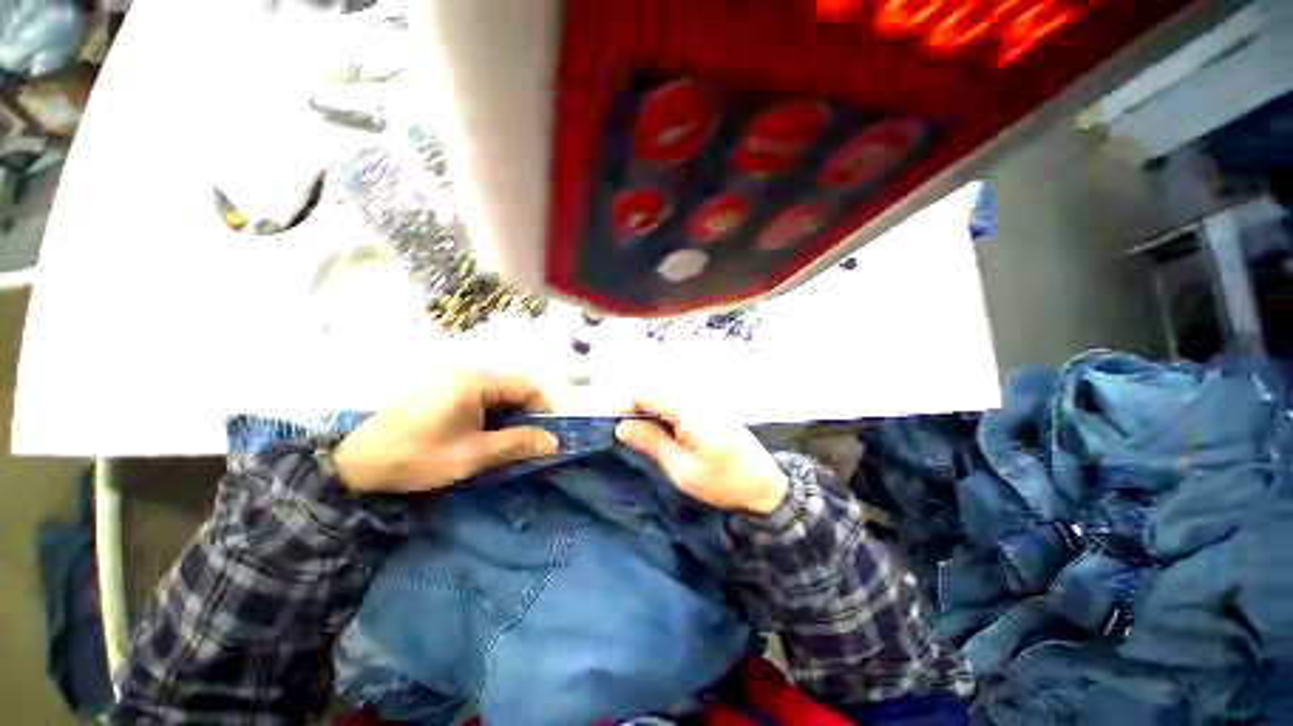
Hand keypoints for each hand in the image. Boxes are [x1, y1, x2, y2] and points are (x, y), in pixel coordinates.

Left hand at [333, 370, 559, 492]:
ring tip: (509, 438)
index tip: (550, 431)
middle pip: (511, 385)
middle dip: (527, 411)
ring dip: (509, 412)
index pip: (526, 385)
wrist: (355, 463)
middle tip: (531, 439)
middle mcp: (465, 371)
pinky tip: (484, 431)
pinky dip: (490, 411)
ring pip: (496, 390)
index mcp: (475, 382)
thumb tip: (554, 442)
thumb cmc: (418, 457)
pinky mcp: (438, 387)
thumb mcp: (473, 455)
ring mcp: (449, 378)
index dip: (544, 407)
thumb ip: (517, 444)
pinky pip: (477, 393)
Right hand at [615, 397, 787, 514]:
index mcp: (692, 413)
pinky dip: (665, 412)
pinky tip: (665, 432)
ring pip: (666, 394)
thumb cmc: (723, 484)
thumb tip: (621, 427)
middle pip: (656, 389)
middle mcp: (699, 398)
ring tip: (646, 436)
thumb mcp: (682, 470)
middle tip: (630, 434)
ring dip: (651, 410)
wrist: (765, 485)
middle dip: (638, 407)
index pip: (648, 393)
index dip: (627, 405)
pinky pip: (679, 400)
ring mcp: (707, 400)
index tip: (617, 425)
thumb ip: (652, 443)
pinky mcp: (711, 406)